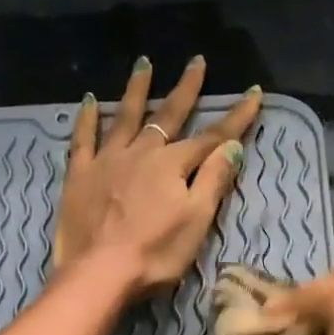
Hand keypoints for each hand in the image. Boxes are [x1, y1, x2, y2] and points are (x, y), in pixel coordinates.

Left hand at [52, 55, 261, 294]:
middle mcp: (141, 153)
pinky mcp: (79, 176)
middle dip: (186, 89)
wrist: (99, 273)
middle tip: (196, 61)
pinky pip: (83, 139)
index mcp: (173, 166)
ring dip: (137, 90)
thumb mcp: (196, 222)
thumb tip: (233, 146)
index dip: (236, 118)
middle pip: (168, 116)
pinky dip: (87, 118)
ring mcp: (107, 161)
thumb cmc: (154, 254)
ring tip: (144, 64)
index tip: (254, 93)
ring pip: (125, 117)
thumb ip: (213, 181)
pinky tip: (90, 100)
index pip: (211, 138)